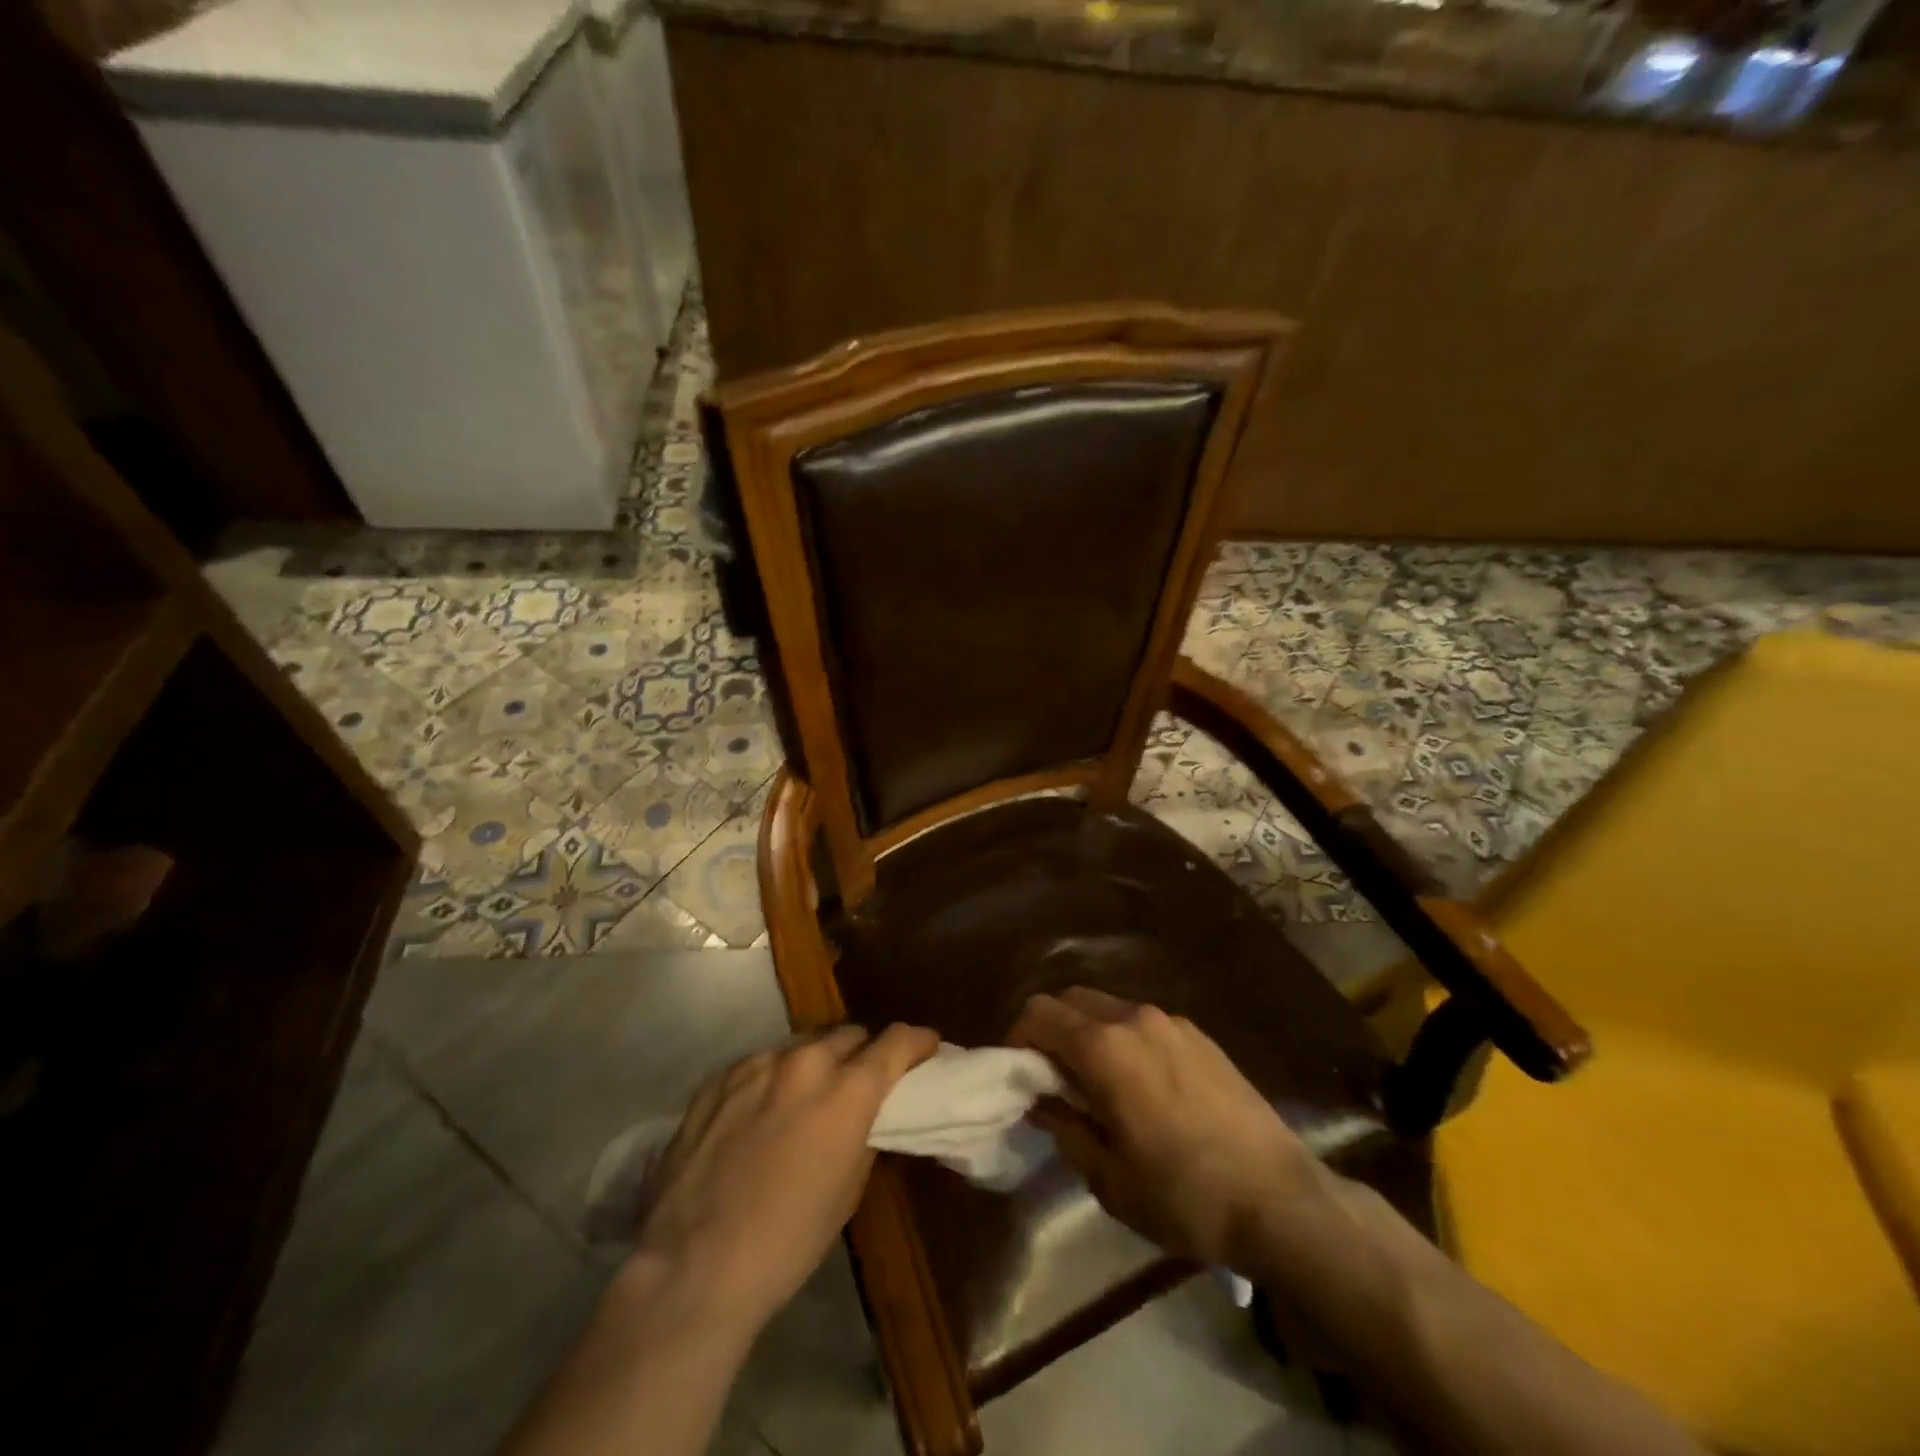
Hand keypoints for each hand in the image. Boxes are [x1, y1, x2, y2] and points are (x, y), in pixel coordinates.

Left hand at [632, 1023, 937, 1334]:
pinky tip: (760, 1115)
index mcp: (846, 1091)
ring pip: (802, 1046)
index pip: (896, 1042)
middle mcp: (804, 1063)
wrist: (692, 1268)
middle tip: (861, 1080)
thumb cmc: (786, 1243)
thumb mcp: (847, 1191)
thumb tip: (866, 1113)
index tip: (926, 1046)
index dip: (917, 1042)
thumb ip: (863, 1133)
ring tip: (805, 1099)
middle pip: (849, 1035)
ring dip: (815, 1065)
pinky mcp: (718, 1079)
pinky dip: (772, 1080)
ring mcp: (756, 1065)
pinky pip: (760, 1065)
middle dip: (863, 1053)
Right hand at [1009, 988, 1313, 1274]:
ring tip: (1099, 1082)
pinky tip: (1143, 1085)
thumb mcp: (1109, 1178)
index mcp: (1104, 1047)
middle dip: (1051, 1029)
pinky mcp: (1200, 1034)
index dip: (1018, 1037)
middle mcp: (1133, 1018)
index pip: (1039, 1014)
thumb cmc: (1184, 1196)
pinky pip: (1144, 1022)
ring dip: (1089, 1032)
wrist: (1280, 1199)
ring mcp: (1171, 1021)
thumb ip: (1066, 1129)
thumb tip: (1041, 1102)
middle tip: (1054, 1077)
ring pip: (1109, 1007)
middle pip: (1071, 999)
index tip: (1018, 1073)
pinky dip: (1124, 1038)